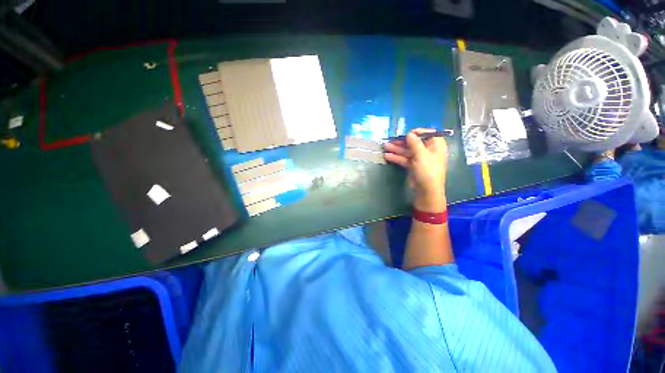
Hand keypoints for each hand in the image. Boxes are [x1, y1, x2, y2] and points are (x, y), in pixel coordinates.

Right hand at [384, 128, 447, 211]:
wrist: (427, 190)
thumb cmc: (428, 170)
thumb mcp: (422, 155)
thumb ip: (414, 143)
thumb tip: (409, 134)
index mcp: (436, 145)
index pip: (427, 134)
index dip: (416, 132)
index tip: (406, 133)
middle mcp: (428, 151)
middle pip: (414, 143)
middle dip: (402, 141)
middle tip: (391, 140)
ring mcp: (420, 159)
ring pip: (407, 151)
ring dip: (397, 149)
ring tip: (385, 147)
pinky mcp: (413, 166)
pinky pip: (404, 159)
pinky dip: (397, 158)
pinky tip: (387, 156)